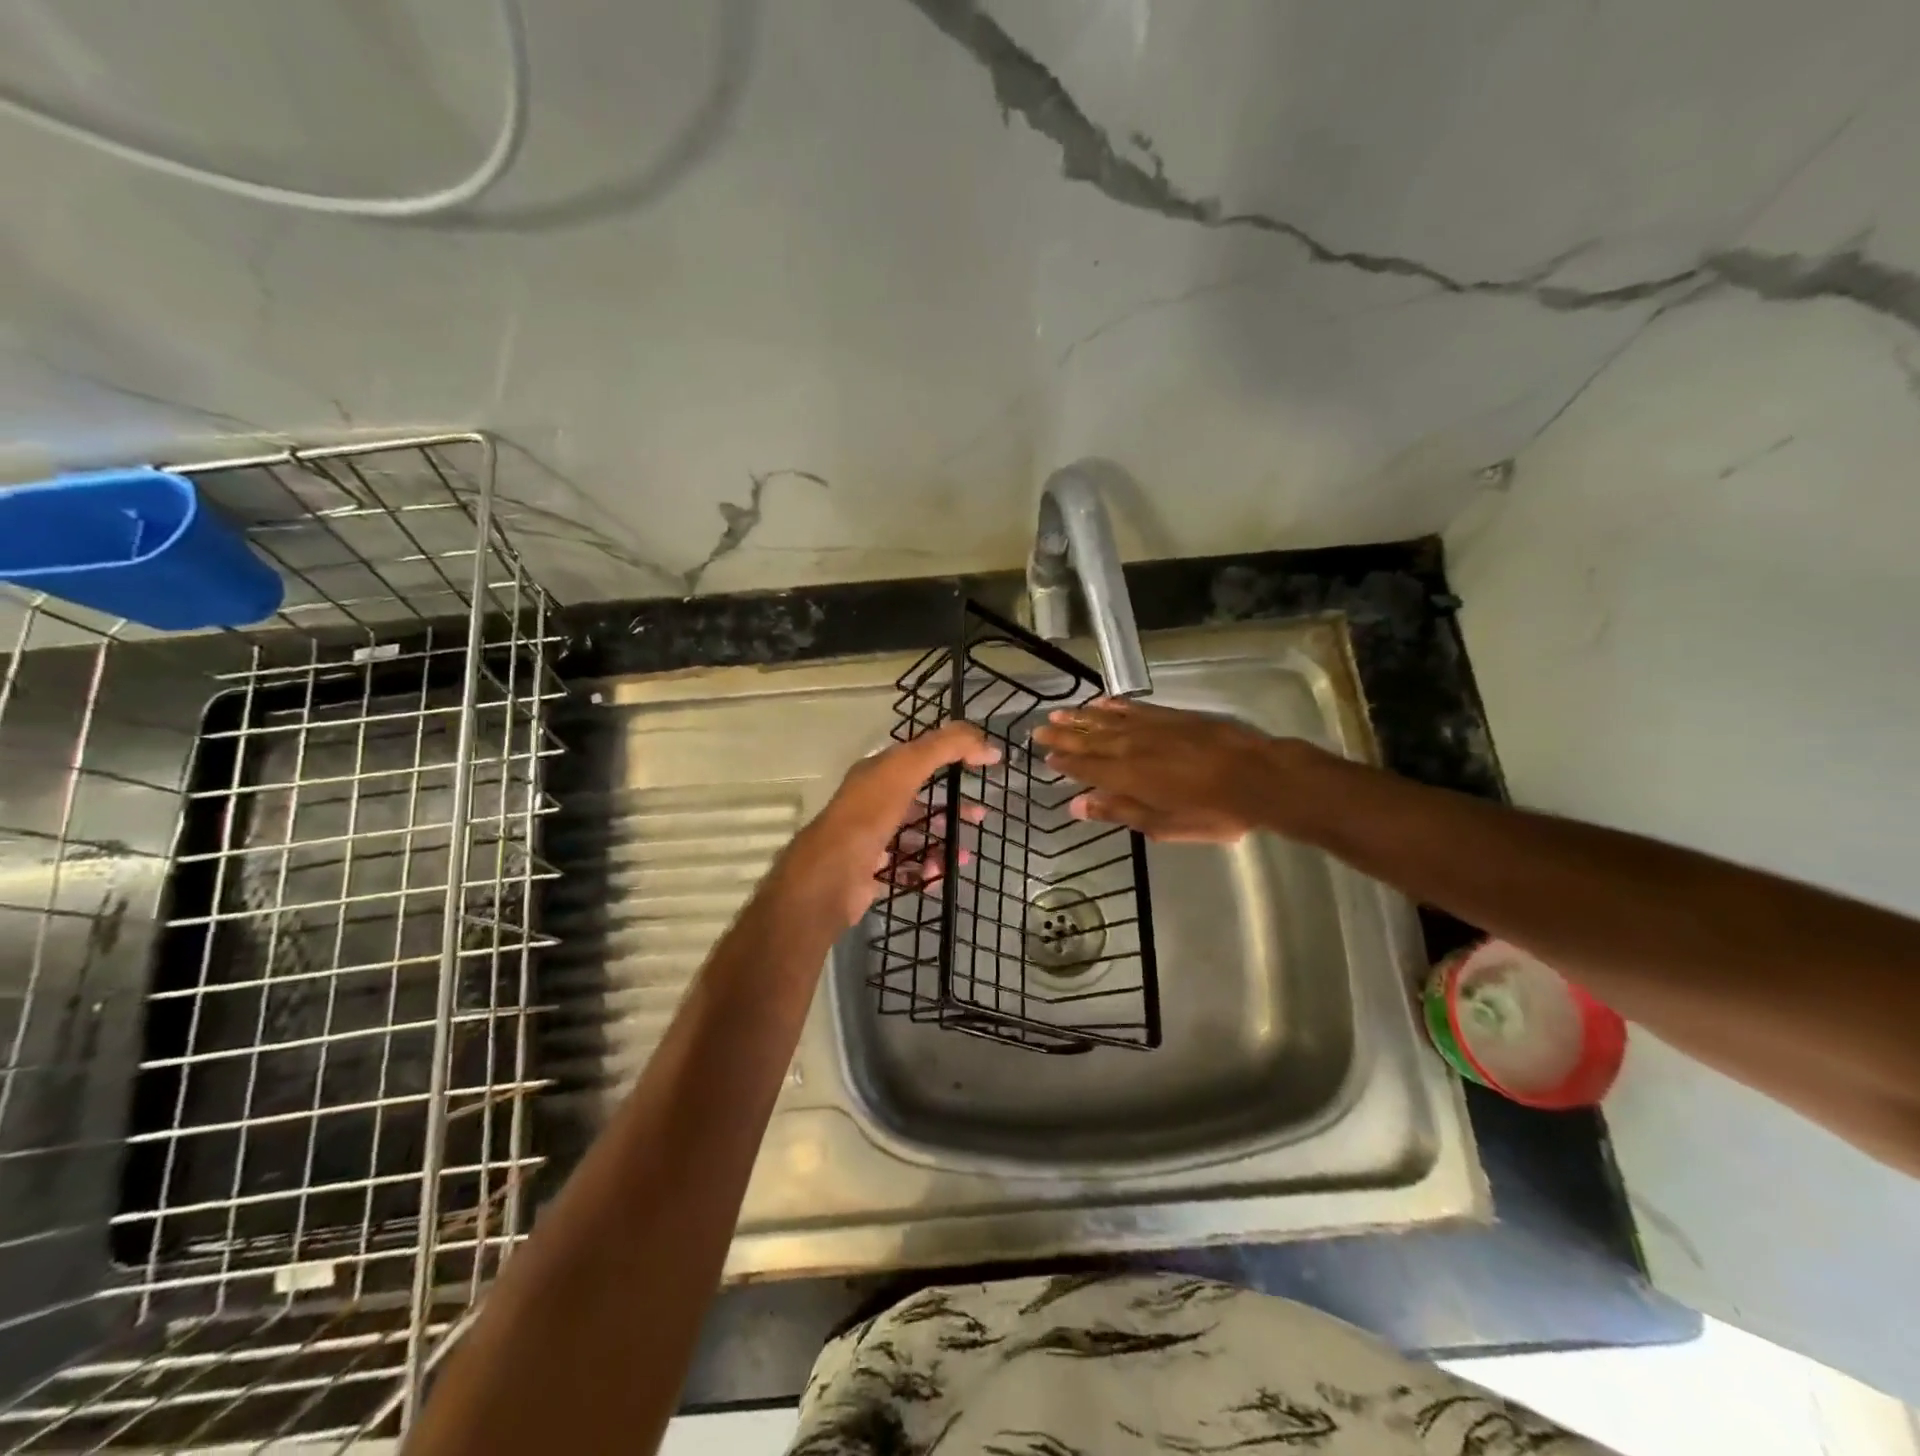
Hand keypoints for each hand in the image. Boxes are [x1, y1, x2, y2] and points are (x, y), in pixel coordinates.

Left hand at [777, 722, 1000, 925]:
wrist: (830, 876)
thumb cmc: (869, 815)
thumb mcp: (907, 768)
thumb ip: (946, 747)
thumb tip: (988, 744)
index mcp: (877, 773)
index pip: (919, 755)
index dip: (952, 754)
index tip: (985, 763)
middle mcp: (872, 803)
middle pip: (919, 799)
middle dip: (951, 806)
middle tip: (980, 815)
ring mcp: (871, 839)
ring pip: (916, 836)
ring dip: (943, 842)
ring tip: (964, 854)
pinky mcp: (872, 872)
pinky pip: (908, 868)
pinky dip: (927, 870)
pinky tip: (940, 874)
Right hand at [1032, 697, 1302, 841]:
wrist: (1257, 776)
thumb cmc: (1212, 811)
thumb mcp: (1163, 824)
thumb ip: (1118, 812)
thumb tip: (1077, 806)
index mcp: (1125, 776)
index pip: (1085, 767)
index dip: (1064, 763)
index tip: (1046, 758)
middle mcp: (1130, 746)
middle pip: (1089, 739)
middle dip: (1063, 736)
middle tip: (1039, 729)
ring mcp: (1150, 727)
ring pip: (1106, 719)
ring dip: (1081, 717)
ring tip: (1060, 713)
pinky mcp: (1169, 715)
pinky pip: (1133, 708)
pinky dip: (1114, 706)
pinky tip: (1101, 703)